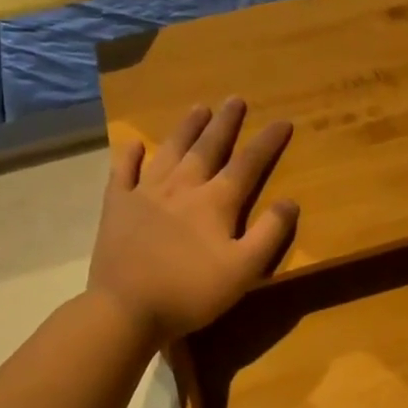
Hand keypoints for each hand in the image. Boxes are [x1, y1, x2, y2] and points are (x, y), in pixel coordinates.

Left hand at [88, 98, 296, 343]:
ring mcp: (145, 193)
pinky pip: (123, 172)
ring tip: (198, 107)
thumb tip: (290, 202)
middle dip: (225, 123)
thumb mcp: (243, 270)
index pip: (248, 164)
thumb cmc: (191, 292)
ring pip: (170, 151)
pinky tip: (134, 144)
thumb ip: (269, 234)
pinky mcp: (117, 207)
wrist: (126, 309)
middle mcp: (182, 187)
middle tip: (235, 99)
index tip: (282, 121)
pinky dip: (129, 156)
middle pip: (208, 148)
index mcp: (215, 202)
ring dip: (186, 128)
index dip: (267, 142)